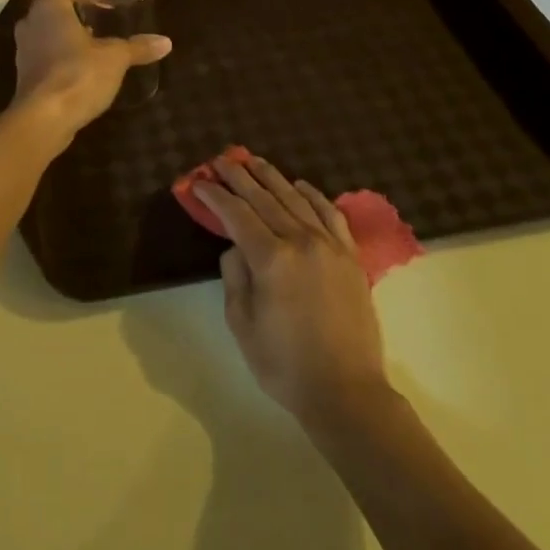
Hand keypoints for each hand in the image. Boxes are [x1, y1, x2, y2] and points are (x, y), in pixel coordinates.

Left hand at [11, 0, 170, 143]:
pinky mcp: (27, 69)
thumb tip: (165, 43)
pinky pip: (44, 44)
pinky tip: (85, 58)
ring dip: (70, 19)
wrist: (42, 120)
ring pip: (47, 20)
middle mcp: (32, 19)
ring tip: (98, 29)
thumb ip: (137, 47)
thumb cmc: (77, 76)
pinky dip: (63, 42)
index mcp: (50, 5)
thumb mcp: (115, 58)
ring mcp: (25, 46)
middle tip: (106, 0)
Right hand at [195, 155, 388, 424]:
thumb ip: (234, 276)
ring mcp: (330, 245)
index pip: (237, 214)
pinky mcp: (350, 256)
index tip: (199, 182)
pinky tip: (300, 185)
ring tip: (254, 160)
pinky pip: (330, 213)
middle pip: (265, 198)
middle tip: (222, 159)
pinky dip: (313, 195)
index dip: (215, 196)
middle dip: (240, 176)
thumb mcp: (242, 323)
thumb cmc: (284, 364)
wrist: (346, 391)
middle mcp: (301, 241)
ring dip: (273, 177)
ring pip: (296, 198)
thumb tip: (236, 247)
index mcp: (271, 258)